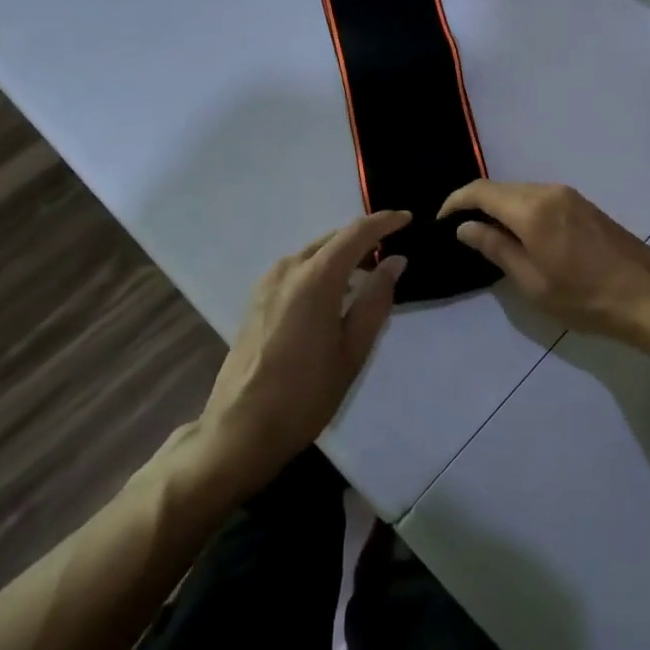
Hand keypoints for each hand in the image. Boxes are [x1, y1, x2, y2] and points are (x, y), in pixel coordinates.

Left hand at [192, 210, 410, 498]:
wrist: (241, 429)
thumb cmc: (306, 394)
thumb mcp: (353, 350)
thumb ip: (376, 300)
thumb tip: (395, 261)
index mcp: (315, 278)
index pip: (356, 233)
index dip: (385, 222)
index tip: (408, 219)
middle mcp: (288, 268)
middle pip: (333, 239)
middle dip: (364, 239)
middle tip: (393, 251)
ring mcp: (268, 282)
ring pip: (314, 252)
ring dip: (342, 254)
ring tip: (368, 274)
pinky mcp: (257, 298)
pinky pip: (297, 268)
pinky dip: (321, 268)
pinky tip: (334, 293)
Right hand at [439, 181, 649, 358]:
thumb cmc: (585, 298)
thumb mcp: (532, 282)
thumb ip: (496, 248)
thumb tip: (465, 227)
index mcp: (532, 209)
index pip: (481, 191)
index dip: (455, 201)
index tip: (440, 220)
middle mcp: (549, 191)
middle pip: (501, 188)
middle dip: (476, 204)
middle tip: (460, 231)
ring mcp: (570, 195)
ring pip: (521, 192)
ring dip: (500, 207)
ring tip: (487, 236)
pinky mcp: (583, 204)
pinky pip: (540, 198)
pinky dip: (521, 209)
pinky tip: (519, 234)